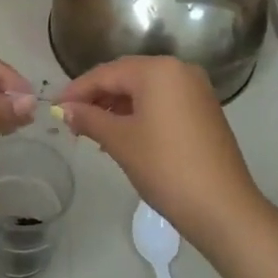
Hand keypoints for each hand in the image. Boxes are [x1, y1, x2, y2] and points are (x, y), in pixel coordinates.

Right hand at [58, 56, 267, 254]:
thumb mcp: (120, 141)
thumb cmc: (165, 167)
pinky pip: (163, 102)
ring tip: (93, 130)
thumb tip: (65, 109)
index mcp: (158, 70)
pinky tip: (122, 134)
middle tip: (72, 120)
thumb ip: (89, 119)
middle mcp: (180, 70)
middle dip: (97, 97)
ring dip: (117, 106)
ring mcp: (196, 90)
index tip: (56, 107)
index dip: (78, 90)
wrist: (222, 207)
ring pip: (145, 90)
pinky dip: (140, 113)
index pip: (107, 73)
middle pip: (127, 76)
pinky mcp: (204, 111)